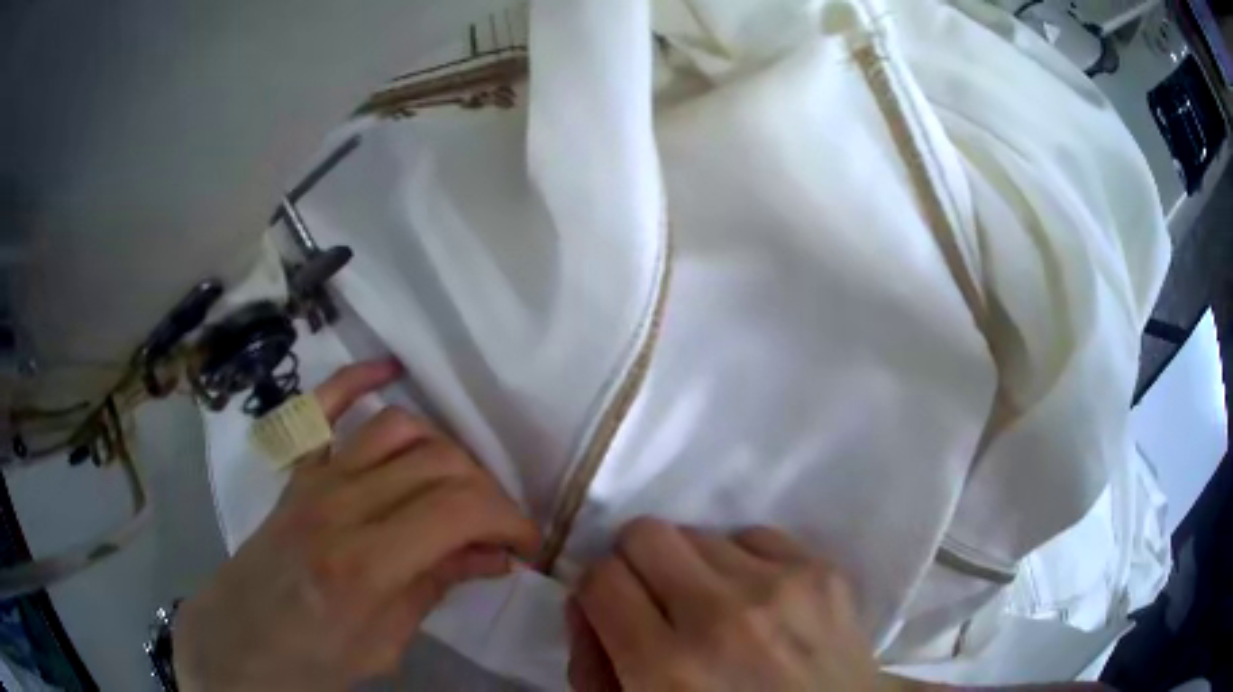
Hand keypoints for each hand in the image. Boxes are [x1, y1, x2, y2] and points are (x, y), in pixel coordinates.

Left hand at [174, 359, 539, 690]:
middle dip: (488, 491)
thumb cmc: (311, 659)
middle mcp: (338, 507)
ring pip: (399, 428)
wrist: (239, 640)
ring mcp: (312, 479)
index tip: (526, 544)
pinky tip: (392, 369)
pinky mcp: (296, 469)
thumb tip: (494, 556)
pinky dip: (359, 377)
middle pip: (438, 463)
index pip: (458, 510)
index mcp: (362, 566)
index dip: (509, 519)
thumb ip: (435, 588)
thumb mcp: (384, 645)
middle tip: (499, 527)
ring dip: (447, 451)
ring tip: (461, 487)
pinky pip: (325, 403)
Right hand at [568, 519, 879, 691]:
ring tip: (719, 609)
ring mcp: (780, 586)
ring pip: (700, 534)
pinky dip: (745, 562)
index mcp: (666, 667)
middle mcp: (720, 616)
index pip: (599, 578)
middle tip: (659, 601)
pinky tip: (760, 601)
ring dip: (695, 568)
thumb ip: (595, 667)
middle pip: (645, 534)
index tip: (615, 611)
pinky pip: (756, 536)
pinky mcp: (824, 572)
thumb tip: (587, 605)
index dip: (599, 594)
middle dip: (638, 564)